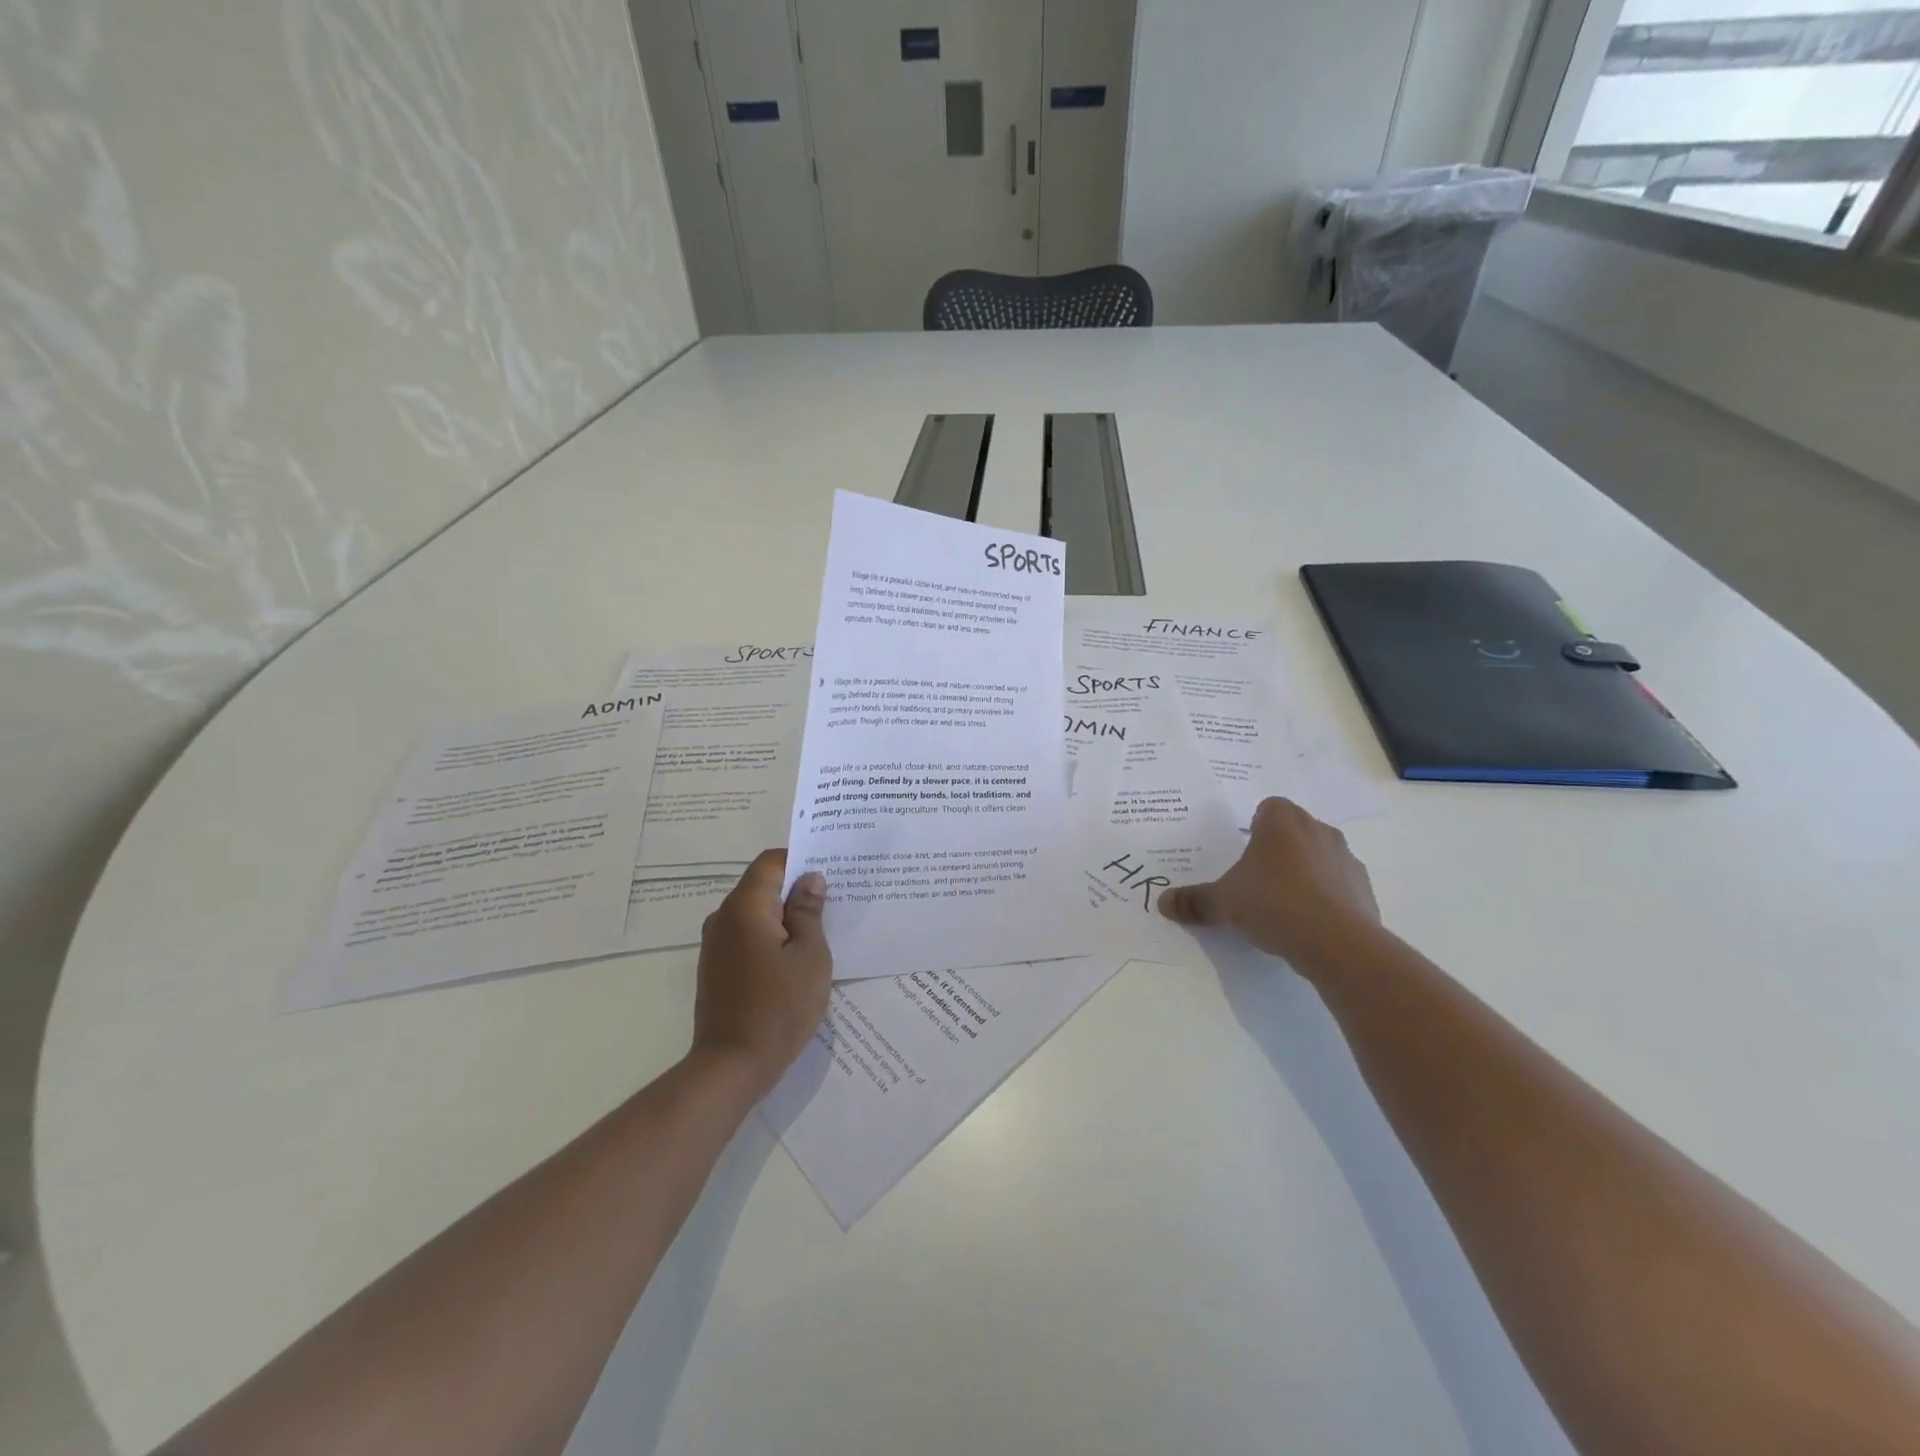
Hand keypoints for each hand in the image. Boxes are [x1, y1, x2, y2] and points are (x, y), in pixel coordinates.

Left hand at [691, 850, 831, 1094]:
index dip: (801, 859)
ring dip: (785, 916)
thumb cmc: (779, 1006)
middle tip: (834, 900)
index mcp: (745, 907)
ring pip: (756, 914)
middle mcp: (723, 918)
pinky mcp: (716, 969)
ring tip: (820, 931)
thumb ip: (809, 912)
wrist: (731, 1066)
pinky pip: (748, 937)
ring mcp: (716, 945)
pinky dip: (771, 937)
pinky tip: (795, 958)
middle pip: (762, 886)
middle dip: (796, 889)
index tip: (830, 870)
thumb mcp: (810, 955)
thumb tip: (810, 880)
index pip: (771, 862)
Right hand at [1158, 797, 1381, 982]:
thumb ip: (1194, 901)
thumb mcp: (1223, 903)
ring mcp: (1346, 858)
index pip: (1267, 808)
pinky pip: (1338, 885)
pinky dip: (1325, 899)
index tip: (1243, 853)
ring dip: (1303, 873)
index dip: (1253, 827)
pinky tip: (1308, 924)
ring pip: (1318, 857)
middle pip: (1293, 831)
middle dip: (1277, 851)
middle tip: (1256, 880)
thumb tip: (1162, 903)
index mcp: (1282, 821)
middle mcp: (1318, 830)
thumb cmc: (1273, 903)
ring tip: (1283, 906)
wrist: (1337, 943)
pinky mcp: (1364, 889)